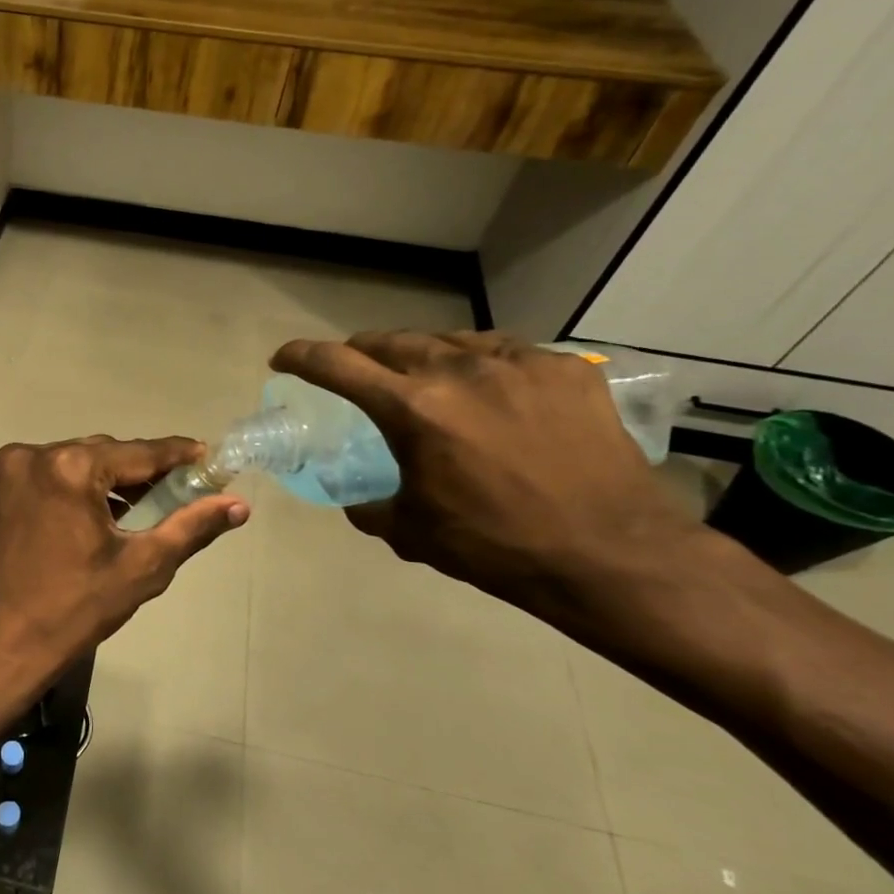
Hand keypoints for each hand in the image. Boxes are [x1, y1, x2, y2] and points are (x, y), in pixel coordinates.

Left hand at [0, 436, 247, 741]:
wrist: (0, 644)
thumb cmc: (74, 610)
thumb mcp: (142, 568)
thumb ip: (190, 528)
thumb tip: (238, 506)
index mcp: (69, 468)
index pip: (138, 452)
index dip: (177, 455)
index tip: (208, 456)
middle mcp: (34, 454)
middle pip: (105, 452)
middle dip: (141, 471)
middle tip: (179, 491)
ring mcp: (10, 468)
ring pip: (76, 460)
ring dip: (108, 479)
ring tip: (142, 506)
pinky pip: (50, 473)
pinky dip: (76, 485)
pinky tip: (99, 512)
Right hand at [270, 332, 698, 606]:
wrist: (610, 554)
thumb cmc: (496, 546)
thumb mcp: (410, 531)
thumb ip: (369, 506)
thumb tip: (356, 498)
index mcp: (413, 409)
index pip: (337, 365)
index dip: (301, 356)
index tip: (283, 358)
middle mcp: (459, 371)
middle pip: (390, 341)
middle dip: (359, 352)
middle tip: (352, 370)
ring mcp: (517, 364)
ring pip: (447, 340)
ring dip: (419, 354)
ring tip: (418, 375)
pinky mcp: (564, 370)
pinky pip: (504, 351)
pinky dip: (477, 362)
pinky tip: (484, 385)